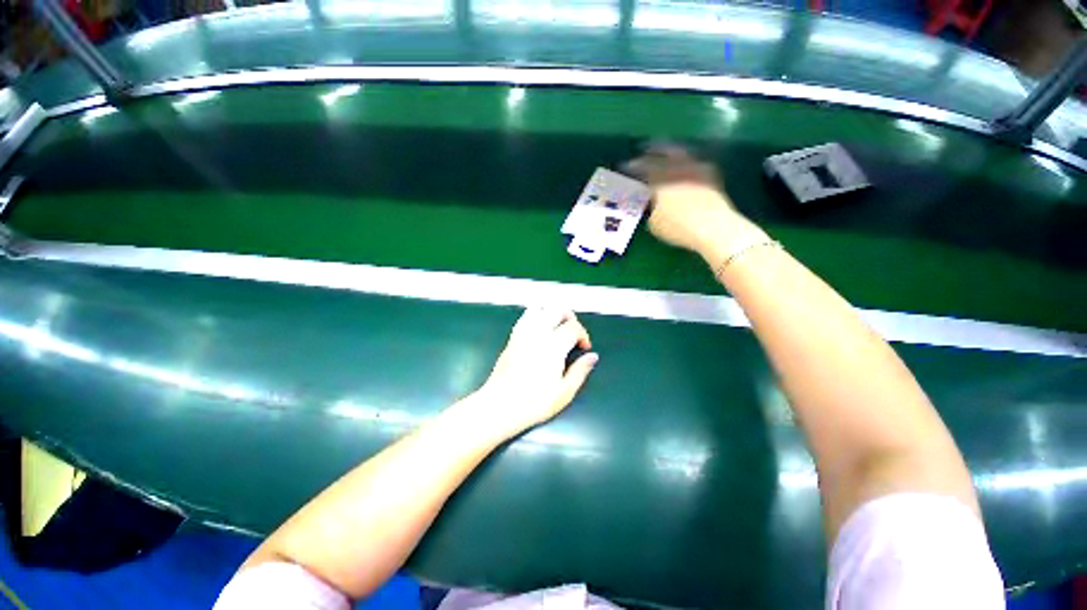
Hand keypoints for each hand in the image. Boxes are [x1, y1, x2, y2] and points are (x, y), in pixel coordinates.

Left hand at [470, 308, 597, 438]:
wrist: (500, 405)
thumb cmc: (534, 402)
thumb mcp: (564, 392)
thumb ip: (580, 371)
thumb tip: (592, 357)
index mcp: (554, 346)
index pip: (573, 327)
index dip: (583, 335)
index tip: (584, 348)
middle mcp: (538, 333)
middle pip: (558, 310)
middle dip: (570, 318)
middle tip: (573, 334)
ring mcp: (523, 333)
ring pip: (541, 308)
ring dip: (553, 314)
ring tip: (558, 329)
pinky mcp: (512, 337)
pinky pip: (526, 316)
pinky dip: (537, 316)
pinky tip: (540, 330)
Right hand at [624, 142, 764, 260]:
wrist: (714, 227)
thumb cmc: (678, 228)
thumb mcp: (654, 223)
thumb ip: (647, 208)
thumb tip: (643, 199)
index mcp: (658, 180)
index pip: (640, 168)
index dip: (631, 167)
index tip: (623, 168)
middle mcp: (675, 168)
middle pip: (659, 154)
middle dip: (648, 153)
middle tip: (641, 155)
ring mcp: (694, 167)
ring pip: (678, 152)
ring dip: (667, 151)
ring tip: (661, 152)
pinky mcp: (709, 172)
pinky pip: (693, 159)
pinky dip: (684, 160)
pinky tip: (683, 164)